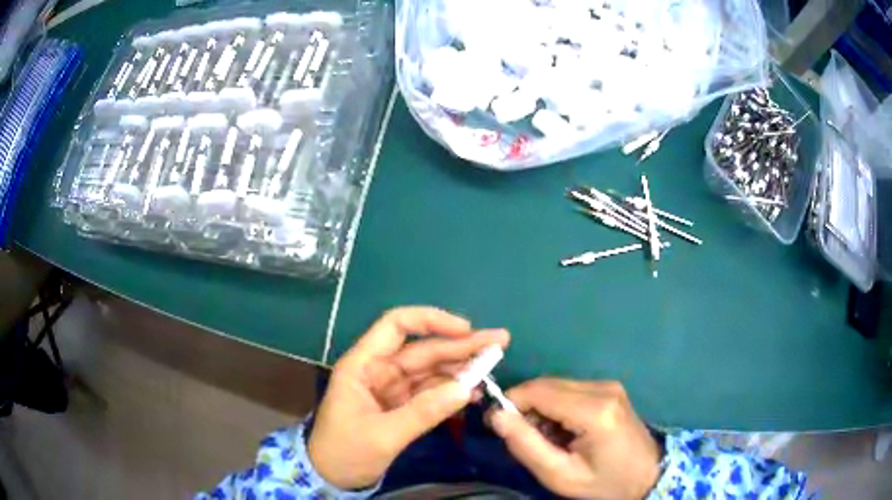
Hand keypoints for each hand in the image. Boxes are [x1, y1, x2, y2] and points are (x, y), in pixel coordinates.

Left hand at [308, 307, 509, 489]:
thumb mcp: (383, 435)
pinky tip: (473, 392)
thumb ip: (423, 412)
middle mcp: (379, 370)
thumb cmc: (345, 452)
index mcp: (363, 365)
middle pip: (423, 349)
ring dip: (461, 368)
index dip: (431, 321)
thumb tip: (466, 389)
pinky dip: (452, 391)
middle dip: (460, 345)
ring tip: (494, 365)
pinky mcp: (401, 406)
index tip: (466, 329)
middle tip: (500, 342)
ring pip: (431, 370)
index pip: (396, 326)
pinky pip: (431, 392)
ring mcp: (392, 389)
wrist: (331, 478)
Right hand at [490, 379, 661, 499]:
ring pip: (556, 384)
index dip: (511, 403)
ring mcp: (609, 385)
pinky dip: (556, 405)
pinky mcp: (610, 388)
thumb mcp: (560, 475)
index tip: (499, 426)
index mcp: (594, 411)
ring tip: (546, 437)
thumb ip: (526, 445)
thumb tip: (496, 416)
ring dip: (540, 407)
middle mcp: (603, 388)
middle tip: (523, 436)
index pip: (538, 391)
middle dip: (525, 406)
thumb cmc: (604, 482)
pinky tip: (563, 428)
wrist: (647, 475)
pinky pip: (569, 388)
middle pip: (546, 384)